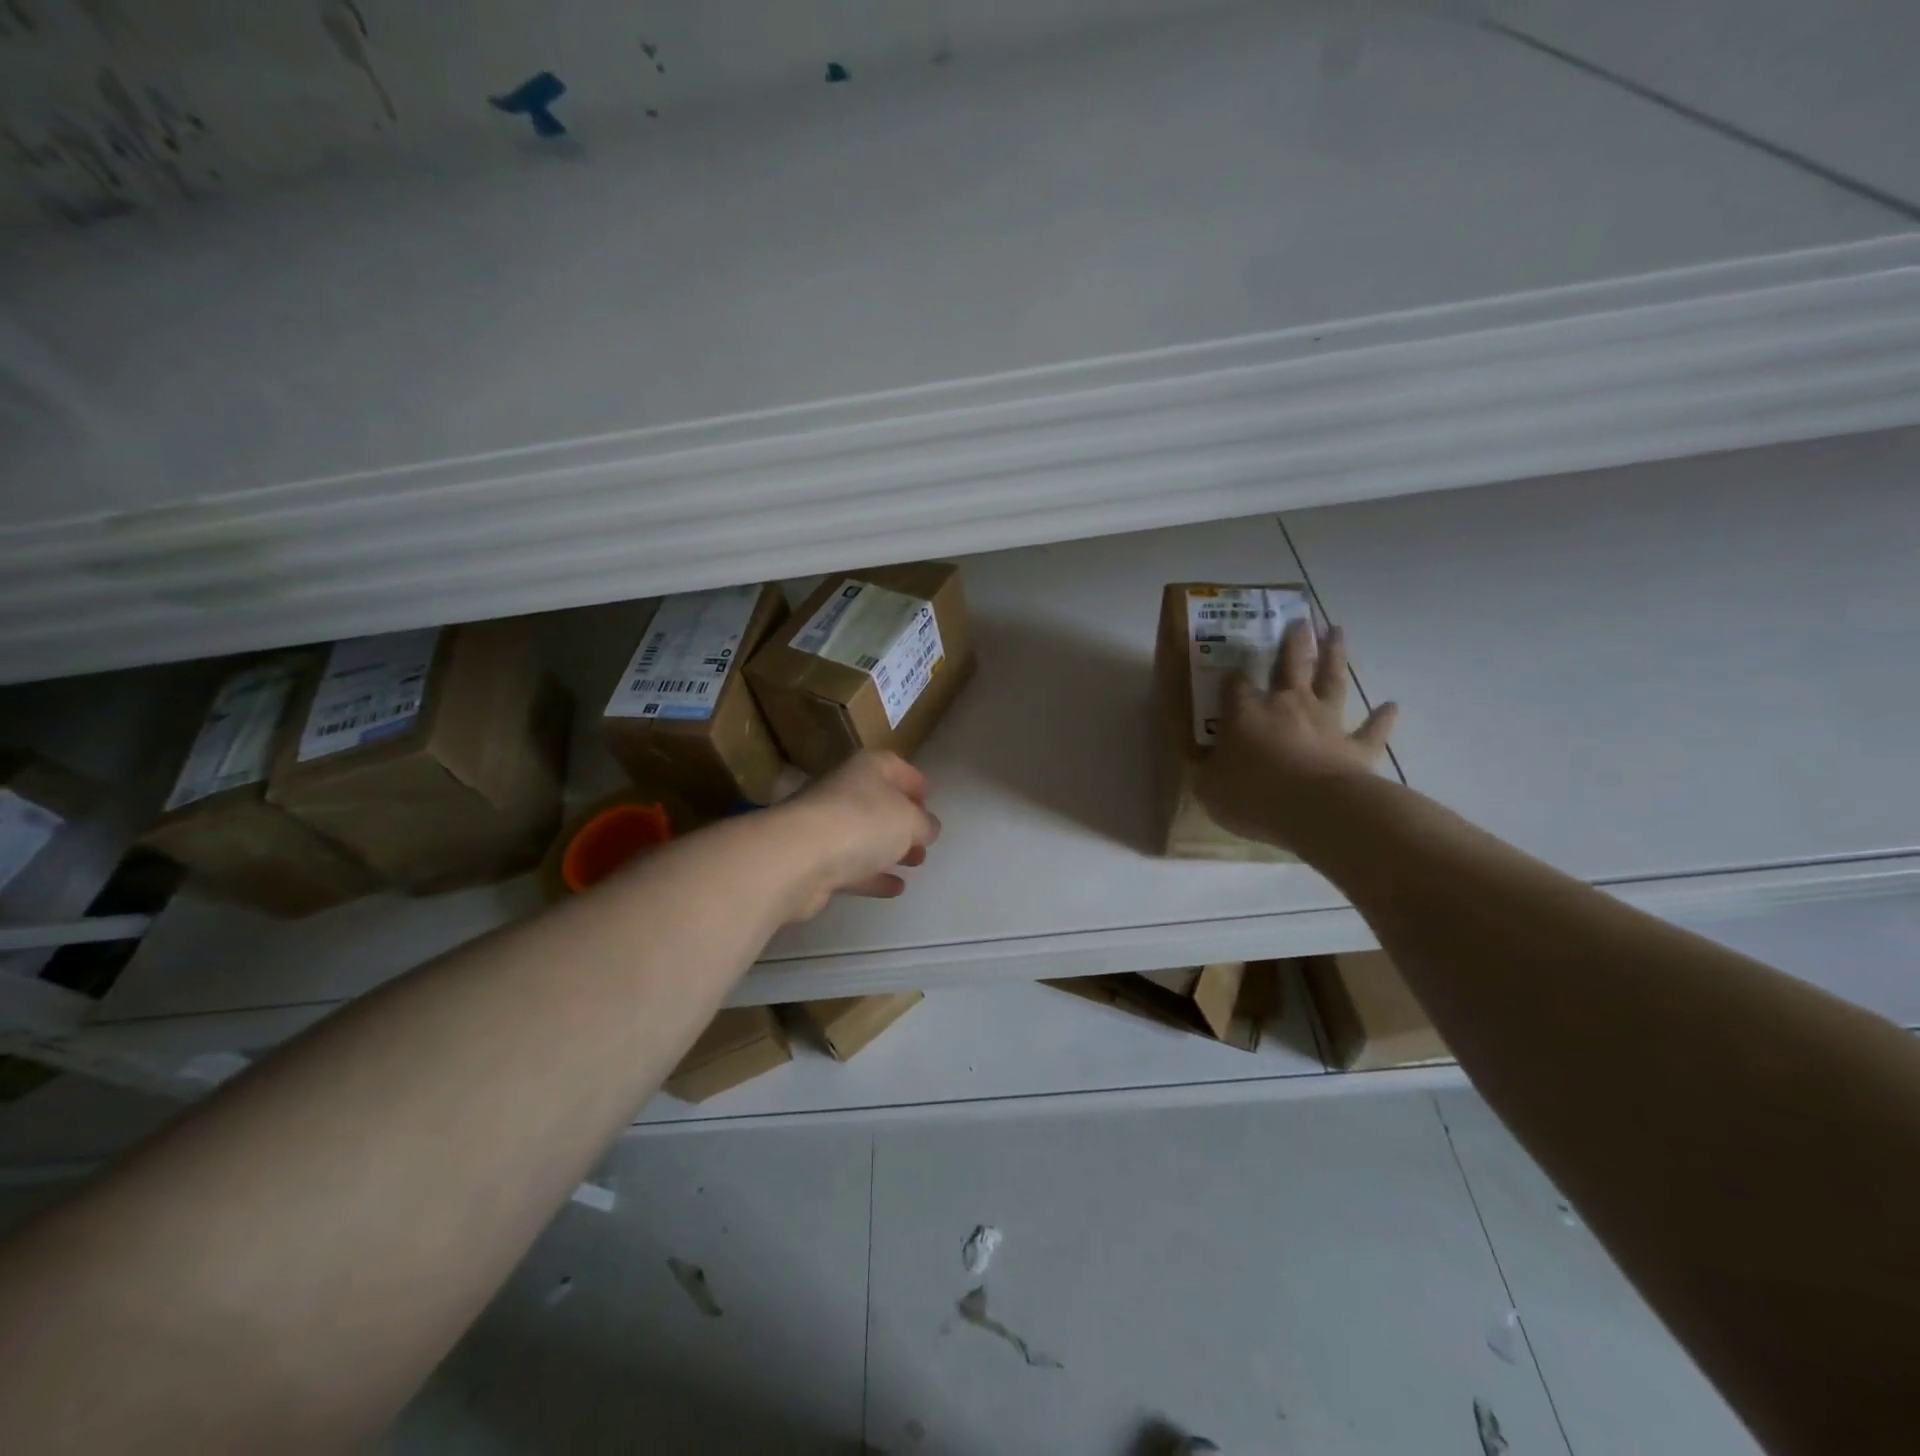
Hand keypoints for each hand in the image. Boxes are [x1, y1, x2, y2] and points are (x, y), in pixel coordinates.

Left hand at [773, 751, 942, 919]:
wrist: (798, 857)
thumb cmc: (863, 823)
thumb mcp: (910, 820)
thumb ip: (925, 824)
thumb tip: (927, 827)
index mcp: (867, 768)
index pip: (895, 766)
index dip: (914, 781)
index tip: (930, 799)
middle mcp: (844, 791)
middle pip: (878, 802)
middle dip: (904, 821)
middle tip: (925, 839)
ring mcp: (826, 827)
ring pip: (865, 836)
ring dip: (890, 849)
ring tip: (916, 863)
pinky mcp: (816, 862)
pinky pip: (852, 866)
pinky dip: (874, 875)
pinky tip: (895, 888)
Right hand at [1195, 620, 1396, 847]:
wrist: (1315, 809)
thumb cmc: (1252, 795)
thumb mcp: (1209, 787)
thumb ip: (1205, 771)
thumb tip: (1200, 763)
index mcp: (1247, 712)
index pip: (1236, 684)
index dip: (1233, 675)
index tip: (1232, 668)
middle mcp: (1288, 706)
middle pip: (1292, 665)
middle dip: (1295, 642)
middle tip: (1300, 620)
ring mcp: (1326, 723)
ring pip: (1332, 681)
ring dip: (1335, 656)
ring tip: (1337, 632)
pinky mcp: (1357, 747)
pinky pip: (1371, 730)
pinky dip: (1382, 718)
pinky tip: (1392, 706)